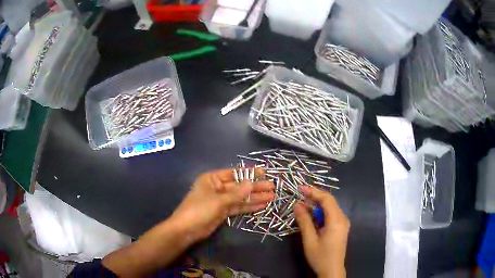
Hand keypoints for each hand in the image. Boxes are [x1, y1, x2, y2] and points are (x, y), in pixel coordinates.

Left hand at [169, 168, 274, 244]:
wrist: (186, 230)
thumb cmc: (199, 210)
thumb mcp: (218, 200)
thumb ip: (236, 193)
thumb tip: (252, 183)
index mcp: (212, 179)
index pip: (234, 173)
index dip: (249, 173)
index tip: (264, 172)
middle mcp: (217, 188)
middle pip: (239, 186)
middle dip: (255, 187)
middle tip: (272, 187)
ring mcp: (221, 201)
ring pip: (240, 198)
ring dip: (255, 198)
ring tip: (271, 197)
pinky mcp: (223, 212)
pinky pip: (238, 207)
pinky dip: (249, 207)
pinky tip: (261, 205)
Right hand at [294, 186, 349, 277]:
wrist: (332, 270)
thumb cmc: (320, 257)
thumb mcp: (310, 240)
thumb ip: (304, 221)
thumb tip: (297, 205)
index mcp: (337, 220)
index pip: (327, 199)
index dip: (313, 191)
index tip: (300, 188)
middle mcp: (343, 218)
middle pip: (330, 201)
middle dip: (315, 196)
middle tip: (299, 194)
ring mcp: (343, 223)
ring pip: (330, 207)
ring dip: (317, 204)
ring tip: (303, 203)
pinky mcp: (341, 227)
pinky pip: (331, 214)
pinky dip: (321, 211)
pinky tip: (311, 214)